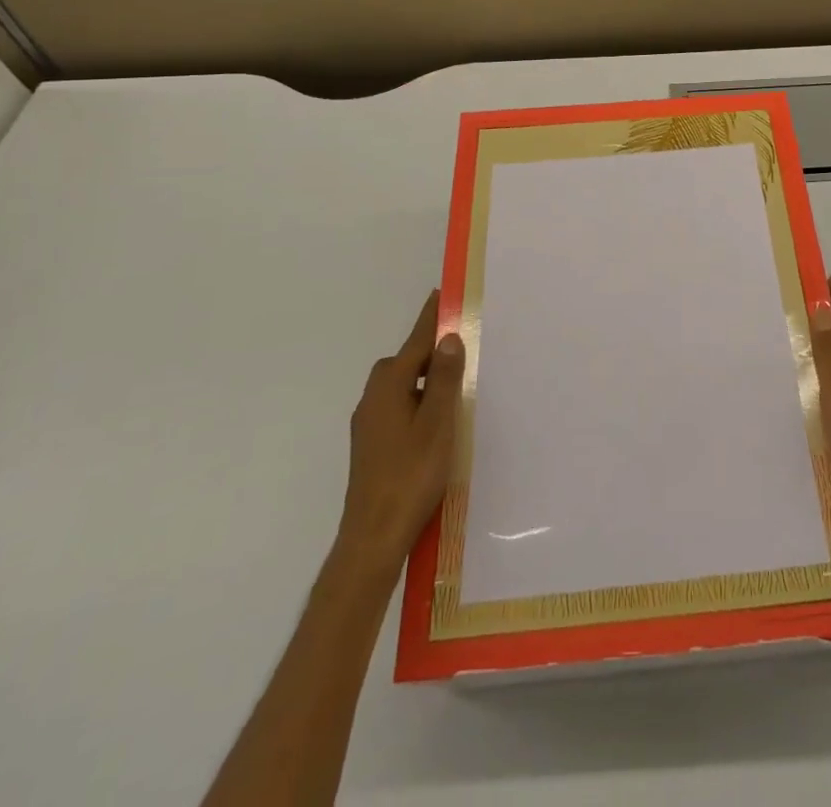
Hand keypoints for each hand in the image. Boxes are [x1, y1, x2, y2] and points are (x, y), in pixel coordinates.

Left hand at [339, 290, 465, 570]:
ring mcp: (369, 424)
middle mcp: (373, 398)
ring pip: (401, 387)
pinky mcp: (371, 446)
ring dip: (425, 379)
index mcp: (389, 386)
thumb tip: (448, 338)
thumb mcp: (438, 423)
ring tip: (455, 387)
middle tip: (461, 347)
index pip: (415, 341)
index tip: (442, 293)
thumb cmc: (411, 475)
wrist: (373, 538)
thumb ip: (444, 379)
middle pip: (406, 362)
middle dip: (430, 351)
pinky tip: (435, 422)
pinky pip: (398, 407)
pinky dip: (418, 401)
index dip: (431, 318)